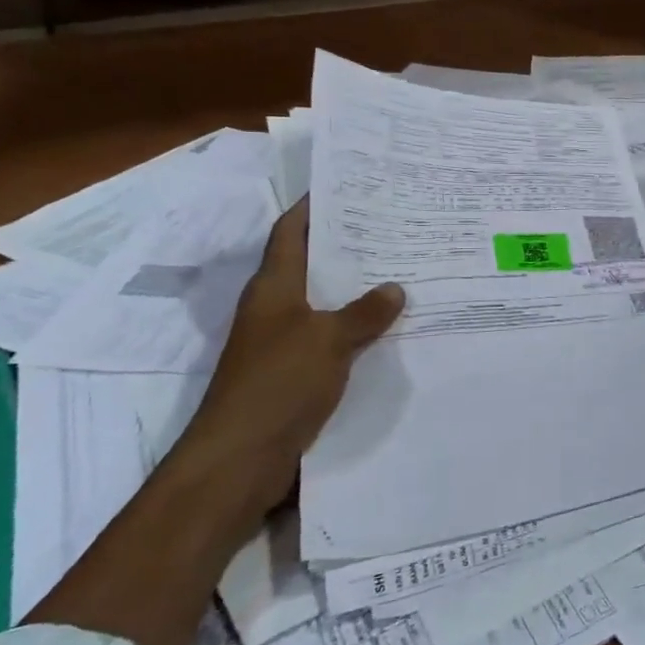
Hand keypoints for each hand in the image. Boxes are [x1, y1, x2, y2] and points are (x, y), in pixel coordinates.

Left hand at [167, 199, 404, 531]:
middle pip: (312, 265)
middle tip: (393, 226)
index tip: (346, 185)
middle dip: (347, 246)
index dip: (312, 207)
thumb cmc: (277, 384)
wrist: (241, 458)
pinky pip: (333, 338)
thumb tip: (395, 288)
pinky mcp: (296, 373)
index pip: (291, 233)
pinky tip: (392, 328)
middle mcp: (276, 309)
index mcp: (274, 289)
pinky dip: (358, 328)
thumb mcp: (327, 341)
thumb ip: (364, 313)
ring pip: (326, 303)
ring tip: (403, 270)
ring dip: (357, 289)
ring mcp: (284, 342)